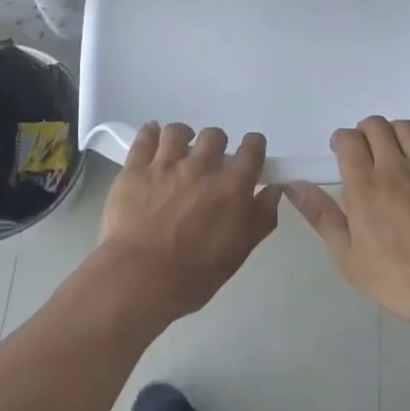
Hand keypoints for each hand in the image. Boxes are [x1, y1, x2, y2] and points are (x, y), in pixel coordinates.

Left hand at [93, 122, 280, 324]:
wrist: (140, 279)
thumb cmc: (194, 275)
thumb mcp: (239, 252)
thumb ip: (261, 217)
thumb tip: (273, 190)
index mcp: (231, 186)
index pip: (252, 149)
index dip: (253, 145)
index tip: (251, 150)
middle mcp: (201, 166)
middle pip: (214, 135)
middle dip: (216, 144)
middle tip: (210, 161)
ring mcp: (166, 164)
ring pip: (178, 131)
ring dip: (182, 136)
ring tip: (178, 149)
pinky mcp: (135, 168)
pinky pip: (145, 138)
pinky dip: (150, 133)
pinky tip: (152, 135)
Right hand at [287, 117, 409, 328]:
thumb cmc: (405, 279)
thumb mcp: (352, 260)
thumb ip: (323, 218)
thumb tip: (293, 186)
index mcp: (365, 186)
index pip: (347, 140)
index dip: (340, 140)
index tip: (340, 155)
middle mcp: (395, 167)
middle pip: (376, 125)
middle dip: (365, 132)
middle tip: (366, 153)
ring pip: (405, 126)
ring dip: (393, 131)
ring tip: (392, 150)